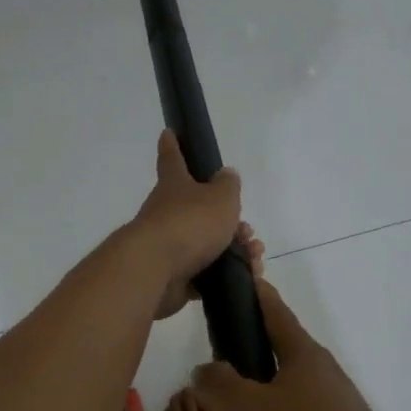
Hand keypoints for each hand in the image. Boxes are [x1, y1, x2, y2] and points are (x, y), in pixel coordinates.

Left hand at [128, 131, 244, 320]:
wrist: (156, 271)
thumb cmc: (189, 223)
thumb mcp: (220, 198)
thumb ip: (228, 186)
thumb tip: (226, 174)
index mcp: (174, 186)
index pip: (172, 159)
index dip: (173, 145)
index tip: (168, 132)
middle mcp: (166, 213)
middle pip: (198, 209)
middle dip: (227, 219)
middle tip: (248, 229)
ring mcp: (168, 246)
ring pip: (206, 243)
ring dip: (234, 248)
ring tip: (254, 256)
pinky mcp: (173, 277)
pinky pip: (205, 273)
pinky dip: (226, 274)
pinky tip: (246, 277)